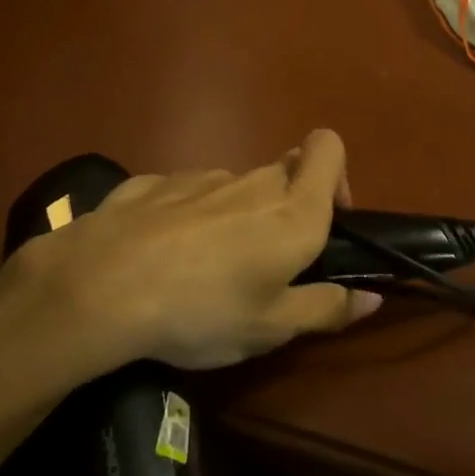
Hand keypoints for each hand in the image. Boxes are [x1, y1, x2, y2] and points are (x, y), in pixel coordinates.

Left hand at [13, 129, 382, 374]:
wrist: (102, 284)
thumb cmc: (203, 310)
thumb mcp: (272, 328)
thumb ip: (327, 308)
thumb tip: (372, 295)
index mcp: (292, 211)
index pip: (329, 148)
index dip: (336, 175)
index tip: (326, 222)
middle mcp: (252, 181)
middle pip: (284, 174)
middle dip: (284, 209)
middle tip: (264, 265)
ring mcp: (200, 177)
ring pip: (235, 188)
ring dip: (235, 218)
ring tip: (206, 272)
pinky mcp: (156, 182)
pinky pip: (188, 195)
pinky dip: (188, 218)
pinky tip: (162, 257)